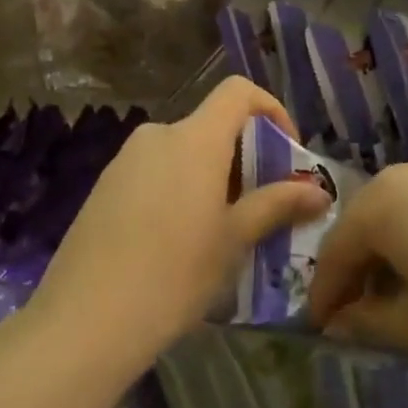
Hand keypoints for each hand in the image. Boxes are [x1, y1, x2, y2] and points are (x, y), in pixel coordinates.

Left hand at [30, 76, 332, 369]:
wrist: (87, 316)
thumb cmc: (174, 274)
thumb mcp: (233, 240)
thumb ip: (276, 205)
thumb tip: (320, 192)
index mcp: (194, 138)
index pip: (237, 92)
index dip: (270, 110)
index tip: (286, 152)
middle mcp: (158, 134)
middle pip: (210, 126)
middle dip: (242, 157)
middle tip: (258, 207)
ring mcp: (125, 158)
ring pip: (182, 151)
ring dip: (210, 176)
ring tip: (220, 231)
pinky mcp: (105, 184)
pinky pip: (154, 171)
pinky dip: (177, 188)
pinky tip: (175, 241)